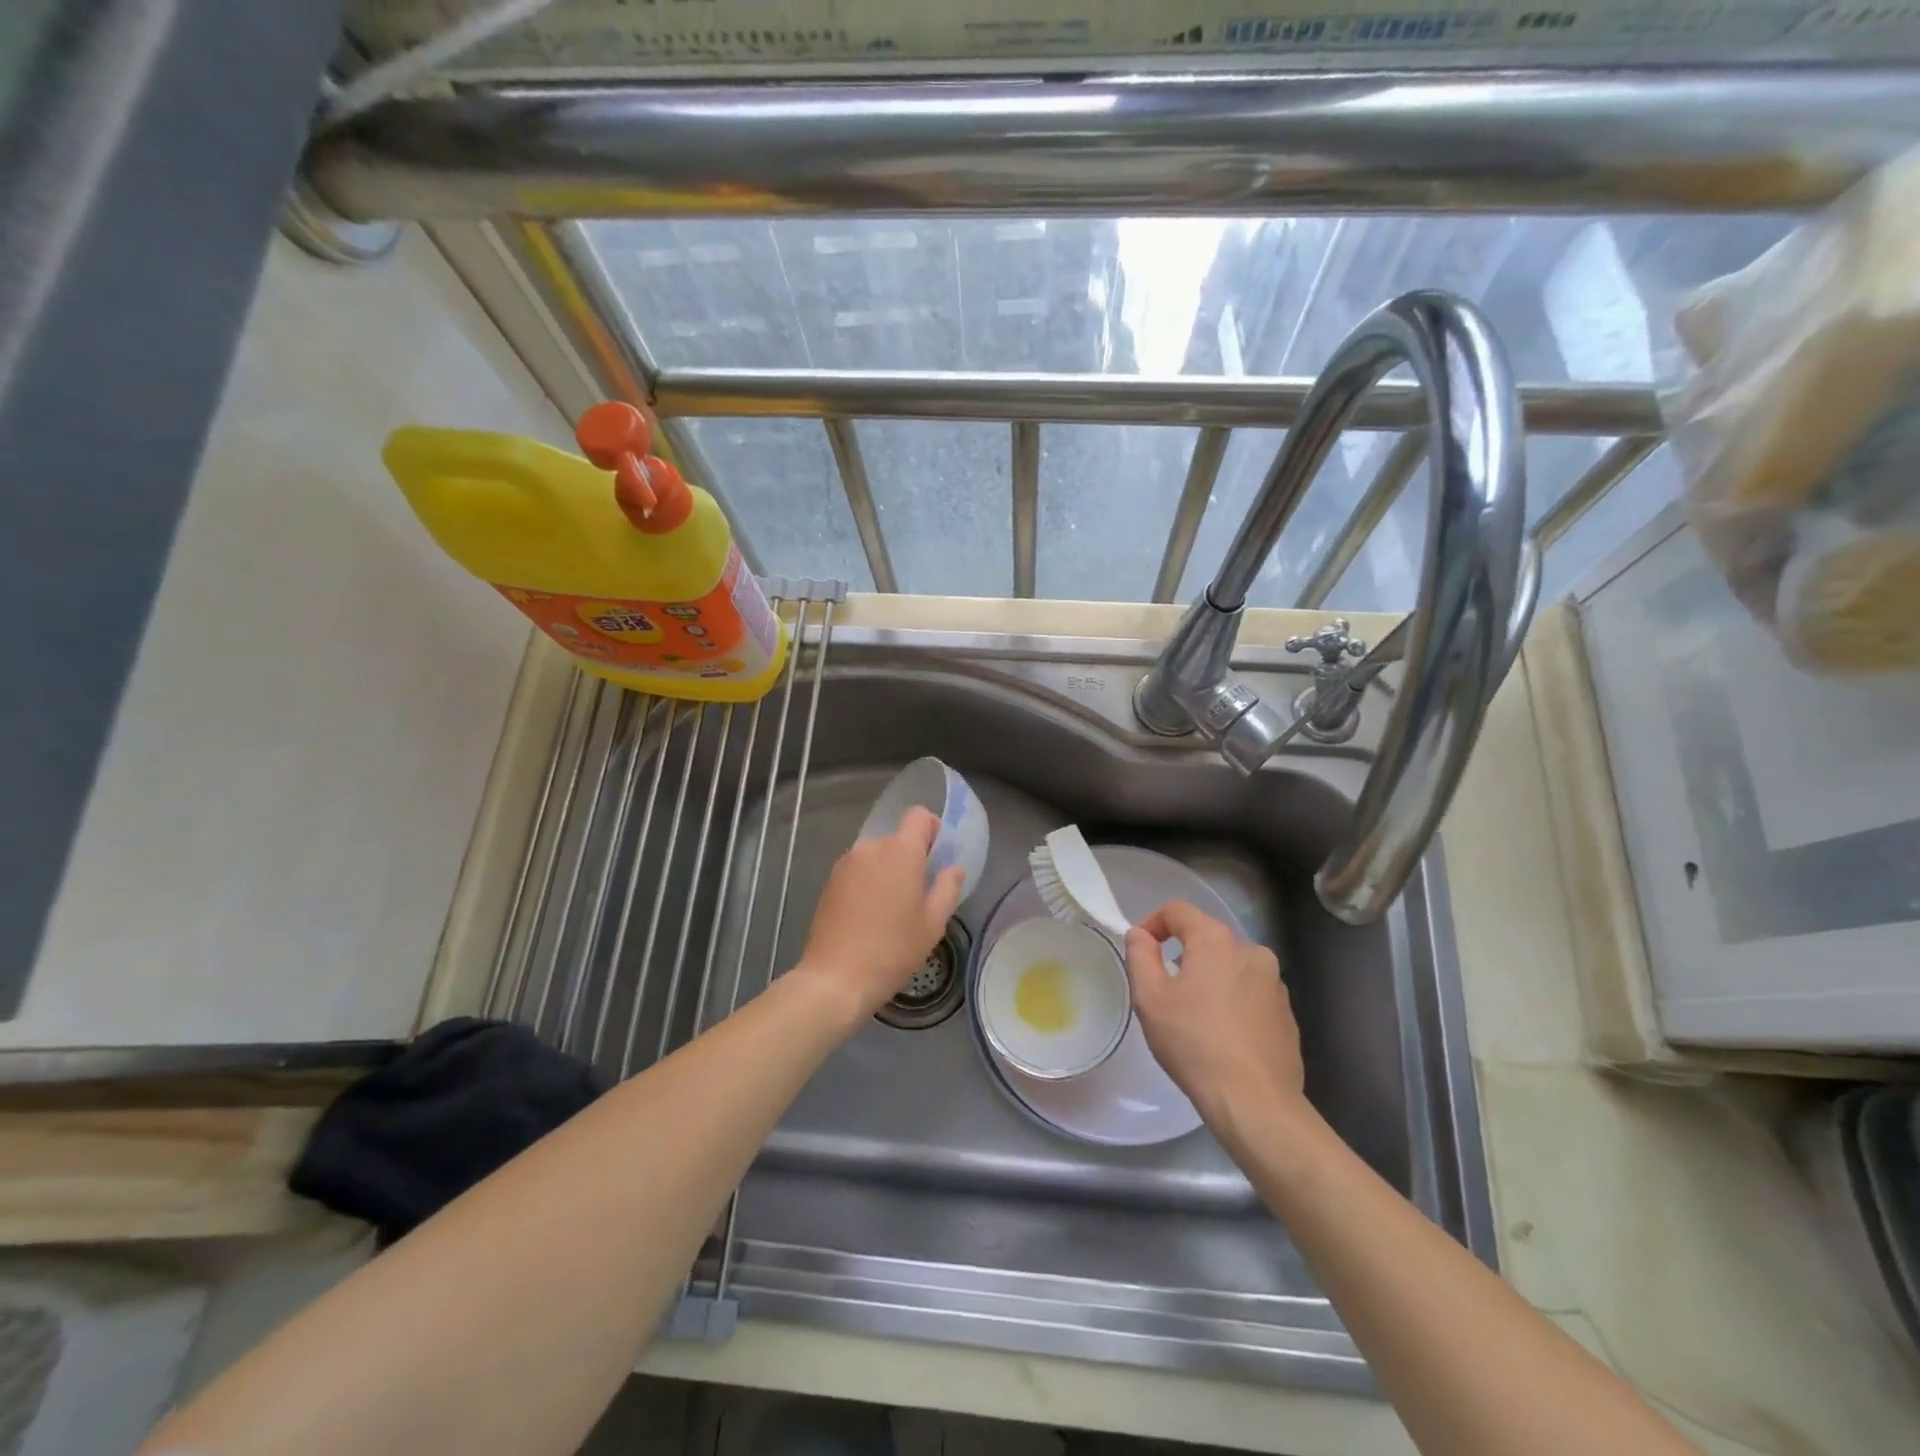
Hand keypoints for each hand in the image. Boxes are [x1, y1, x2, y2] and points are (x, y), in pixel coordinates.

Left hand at [792, 807, 965, 1021]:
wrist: (836, 977)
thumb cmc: (893, 949)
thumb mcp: (932, 923)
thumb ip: (947, 888)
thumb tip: (953, 868)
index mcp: (901, 851)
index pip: (918, 816)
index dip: (932, 829)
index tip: (937, 857)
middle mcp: (871, 848)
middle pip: (897, 839)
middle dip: (911, 858)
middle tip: (918, 893)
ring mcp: (846, 863)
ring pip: (876, 856)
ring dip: (888, 871)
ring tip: (892, 909)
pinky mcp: (830, 881)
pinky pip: (858, 870)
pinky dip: (868, 882)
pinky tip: (869, 915)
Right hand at [1123, 899, 1308, 1127]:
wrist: (1256, 1103)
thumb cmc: (1195, 1043)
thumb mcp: (1150, 997)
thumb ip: (1140, 956)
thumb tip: (1140, 934)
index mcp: (1217, 940)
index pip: (1178, 910)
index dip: (1152, 923)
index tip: (1140, 951)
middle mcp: (1252, 952)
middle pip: (1206, 939)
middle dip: (1181, 956)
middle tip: (1163, 991)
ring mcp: (1275, 984)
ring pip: (1230, 968)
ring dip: (1208, 980)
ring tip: (1192, 1017)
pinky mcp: (1287, 1015)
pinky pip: (1250, 995)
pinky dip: (1231, 1003)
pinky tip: (1221, 1037)